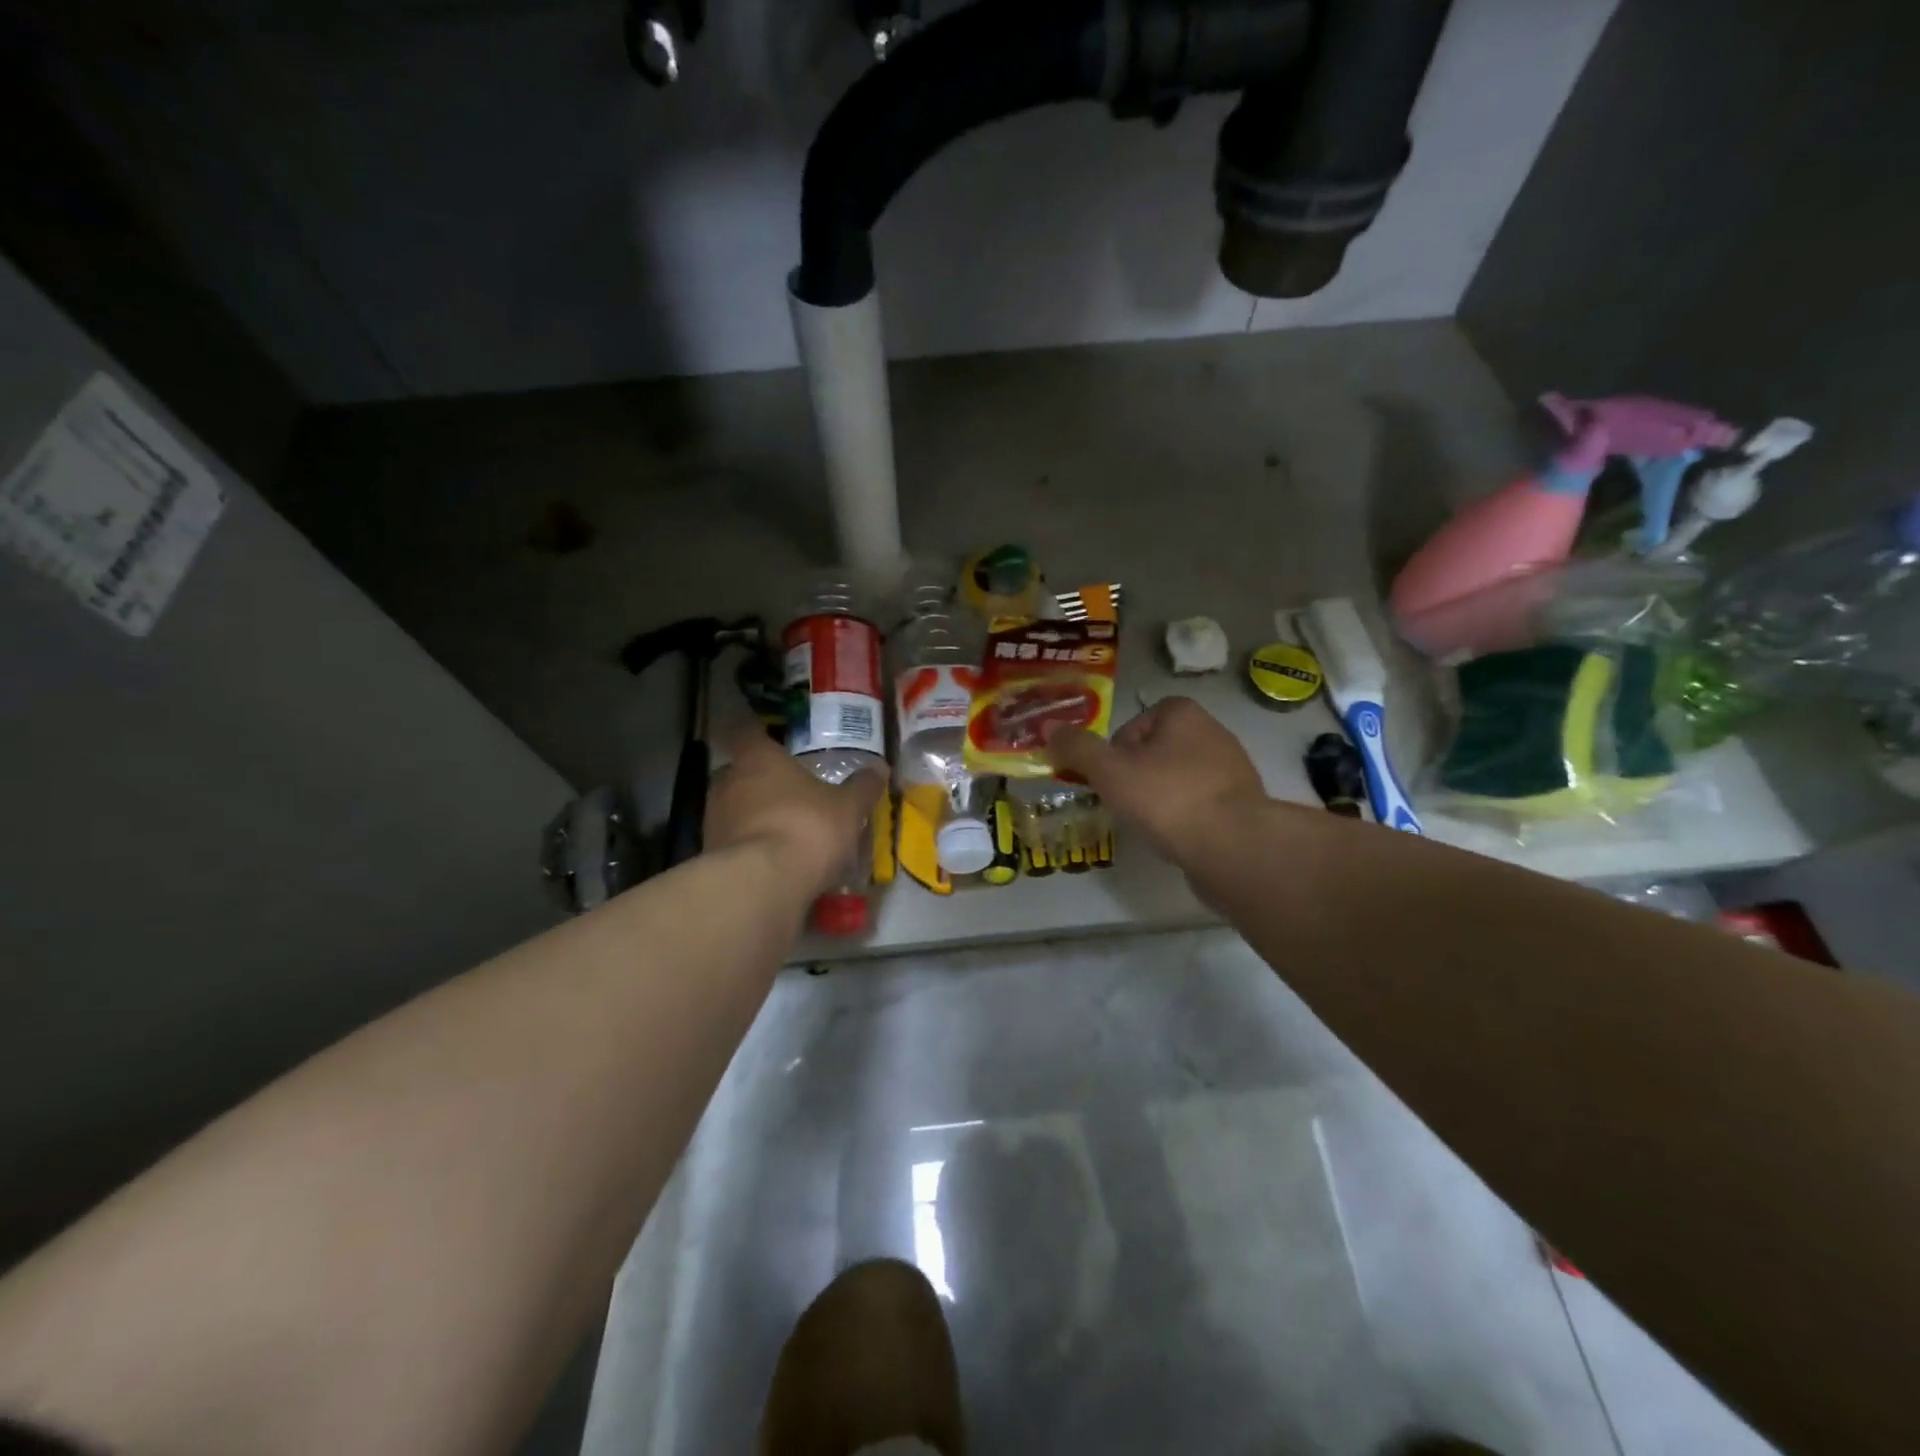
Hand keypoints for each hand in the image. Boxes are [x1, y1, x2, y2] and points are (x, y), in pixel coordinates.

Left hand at [705, 729, 885, 895]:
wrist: (762, 884)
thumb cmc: (806, 827)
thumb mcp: (848, 808)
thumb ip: (862, 787)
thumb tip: (878, 769)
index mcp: (758, 758)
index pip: (749, 732)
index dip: (761, 734)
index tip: (776, 741)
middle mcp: (728, 781)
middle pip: (741, 772)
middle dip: (762, 780)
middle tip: (790, 790)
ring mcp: (714, 819)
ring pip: (735, 807)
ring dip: (755, 815)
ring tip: (785, 828)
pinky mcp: (711, 855)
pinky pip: (735, 841)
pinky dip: (751, 846)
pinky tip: (774, 860)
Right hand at [1046, 696, 1266, 862]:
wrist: (1233, 846)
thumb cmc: (1167, 798)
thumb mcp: (1109, 770)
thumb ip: (1077, 748)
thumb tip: (1049, 727)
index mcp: (1183, 713)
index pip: (1134, 723)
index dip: (1115, 752)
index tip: (1110, 779)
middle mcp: (1213, 731)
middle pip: (1155, 750)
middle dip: (1136, 775)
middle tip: (1124, 802)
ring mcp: (1232, 769)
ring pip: (1177, 778)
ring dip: (1160, 797)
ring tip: (1150, 823)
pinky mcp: (1242, 803)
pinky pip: (1200, 803)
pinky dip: (1184, 816)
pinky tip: (1176, 837)